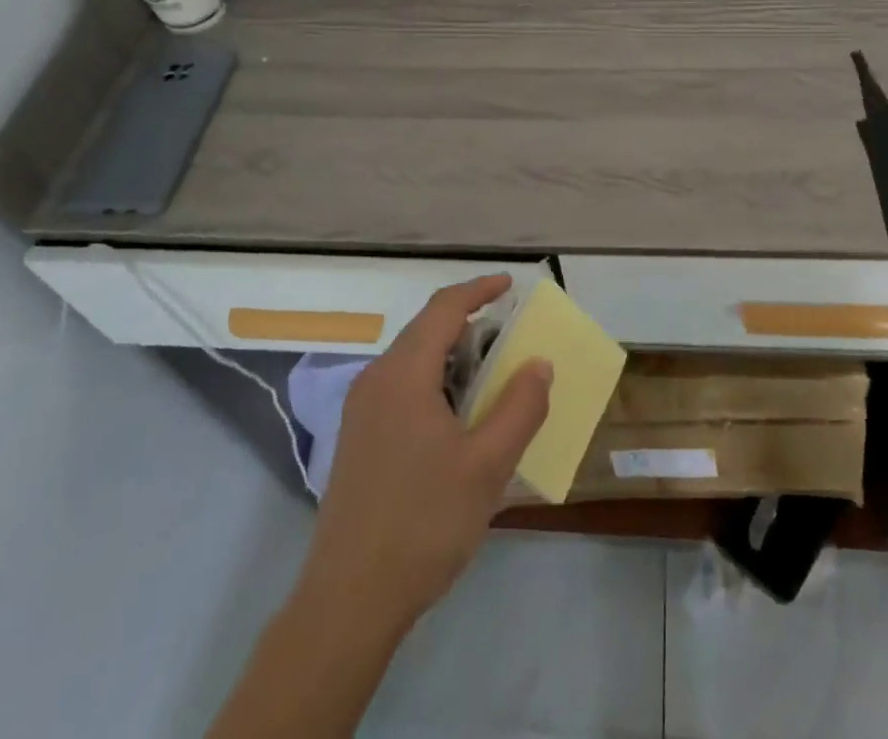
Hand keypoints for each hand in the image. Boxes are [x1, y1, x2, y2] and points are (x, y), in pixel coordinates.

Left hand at [300, 275, 552, 633]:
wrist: (348, 601)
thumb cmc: (424, 523)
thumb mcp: (488, 465)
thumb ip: (520, 407)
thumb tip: (538, 363)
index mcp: (404, 373)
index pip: (444, 308)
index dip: (479, 289)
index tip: (510, 285)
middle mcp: (376, 379)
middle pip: (425, 329)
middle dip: (469, 323)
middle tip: (510, 336)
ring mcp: (361, 410)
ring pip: (412, 359)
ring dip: (451, 355)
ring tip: (490, 377)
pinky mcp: (357, 439)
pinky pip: (400, 387)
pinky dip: (434, 381)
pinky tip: (456, 418)